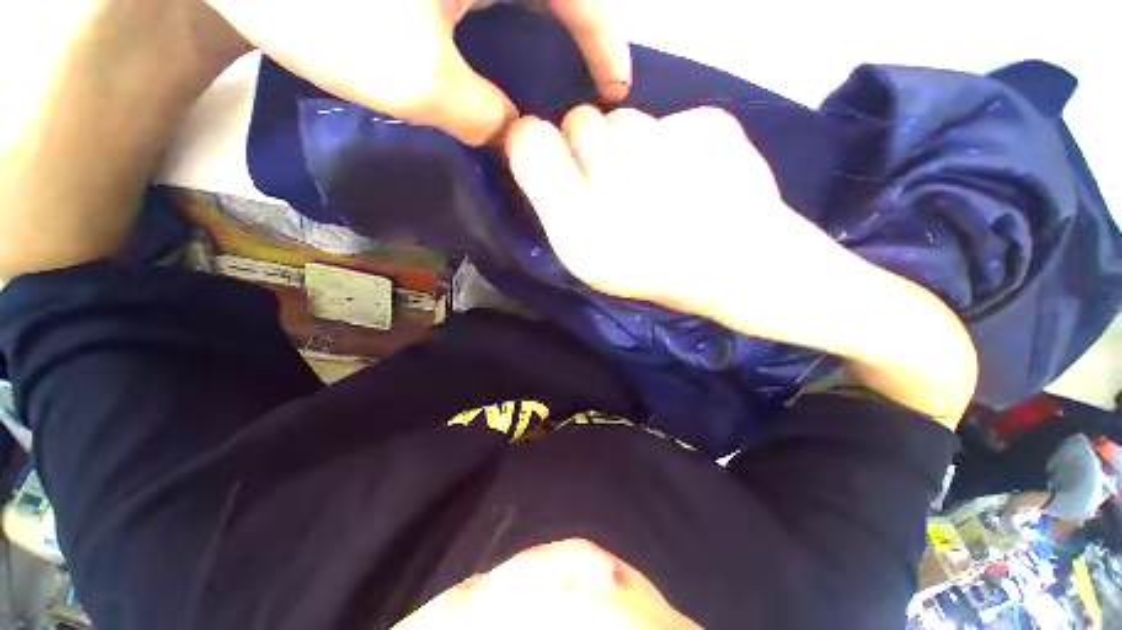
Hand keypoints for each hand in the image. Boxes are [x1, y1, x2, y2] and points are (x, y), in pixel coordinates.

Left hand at [206, 0, 631, 144]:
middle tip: (582, 91)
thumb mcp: (416, 79)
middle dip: (580, 40)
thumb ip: (481, 116)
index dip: (608, 50)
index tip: (618, 93)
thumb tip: (508, 132)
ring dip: (541, 31)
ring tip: (545, 79)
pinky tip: (491, 48)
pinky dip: (500, 19)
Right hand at [507, 105, 978, 425]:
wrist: (746, 272)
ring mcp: (667, 148)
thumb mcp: (589, 262)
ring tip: (659, 187)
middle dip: (590, 148)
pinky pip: (669, 119)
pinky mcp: (712, 126)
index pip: (530, 141)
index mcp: (579, 223)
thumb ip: (555, 207)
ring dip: (632, 146)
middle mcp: (615, 179)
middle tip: (617, 185)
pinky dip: (675, 143)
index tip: (551, 160)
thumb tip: (535, 150)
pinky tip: (693, 180)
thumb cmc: (658, 275)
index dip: (535, 144)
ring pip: (625, 116)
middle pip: (578, 120)